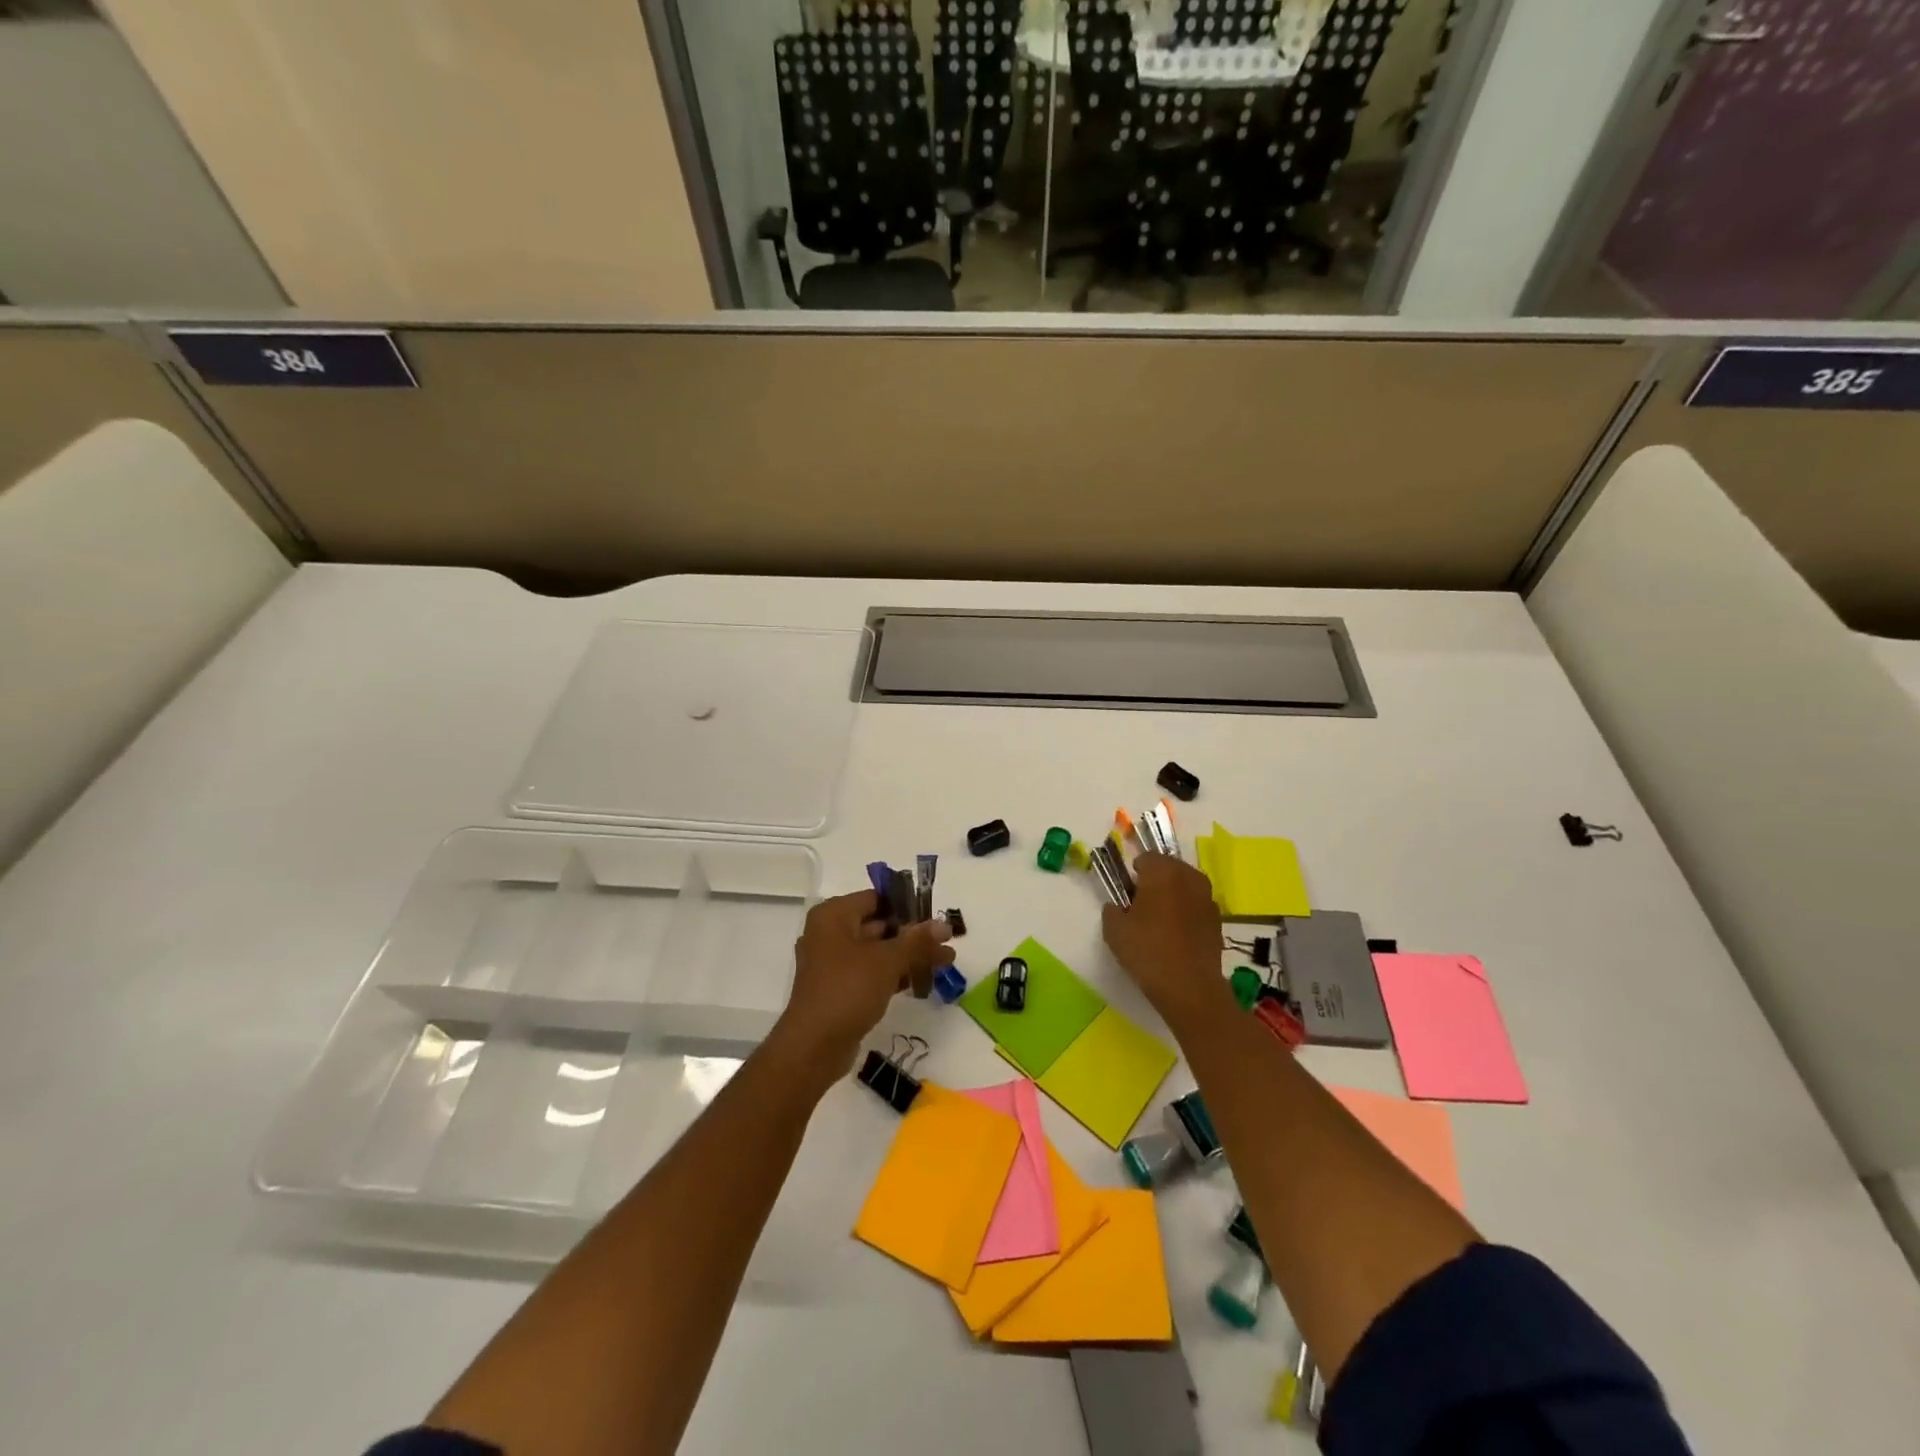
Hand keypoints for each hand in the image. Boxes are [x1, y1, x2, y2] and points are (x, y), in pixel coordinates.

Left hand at [773, 890, 955, 1071]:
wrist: (813, 1047)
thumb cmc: (847, 990)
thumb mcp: (887, 961)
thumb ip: (917, 940)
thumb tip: (945, 926)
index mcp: (833, 915)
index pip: (876, 898)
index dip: (908, 905)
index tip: (936, 916)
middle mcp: (830, 933)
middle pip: (879, 924)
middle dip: (914, 934)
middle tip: (947, 940)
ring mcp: (834, 962)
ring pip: (878, 950)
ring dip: (909, 955)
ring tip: (946, 961)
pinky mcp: (840, 988)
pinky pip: (872, 972)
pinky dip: (895, 973)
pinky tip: (924, 980)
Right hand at [1101, 853, 1231, 1019]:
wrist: (1189, 988)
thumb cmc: (1147, 951)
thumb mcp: (1114, 930)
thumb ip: (1111, 910)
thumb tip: (1116, 905)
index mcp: (1163, 872)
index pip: (1146, 857)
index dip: (1134, 872)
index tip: (1127, 891)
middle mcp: (1189, 878)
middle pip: (1169, 867)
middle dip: (1155, 879)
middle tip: (1141, 903)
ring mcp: (1208, 898)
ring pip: (1186, 885)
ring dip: (1173, 894)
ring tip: (1159, 919)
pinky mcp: (1218, 920)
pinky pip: (1197, 905)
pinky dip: (1187, 911)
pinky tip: (1176, 934)